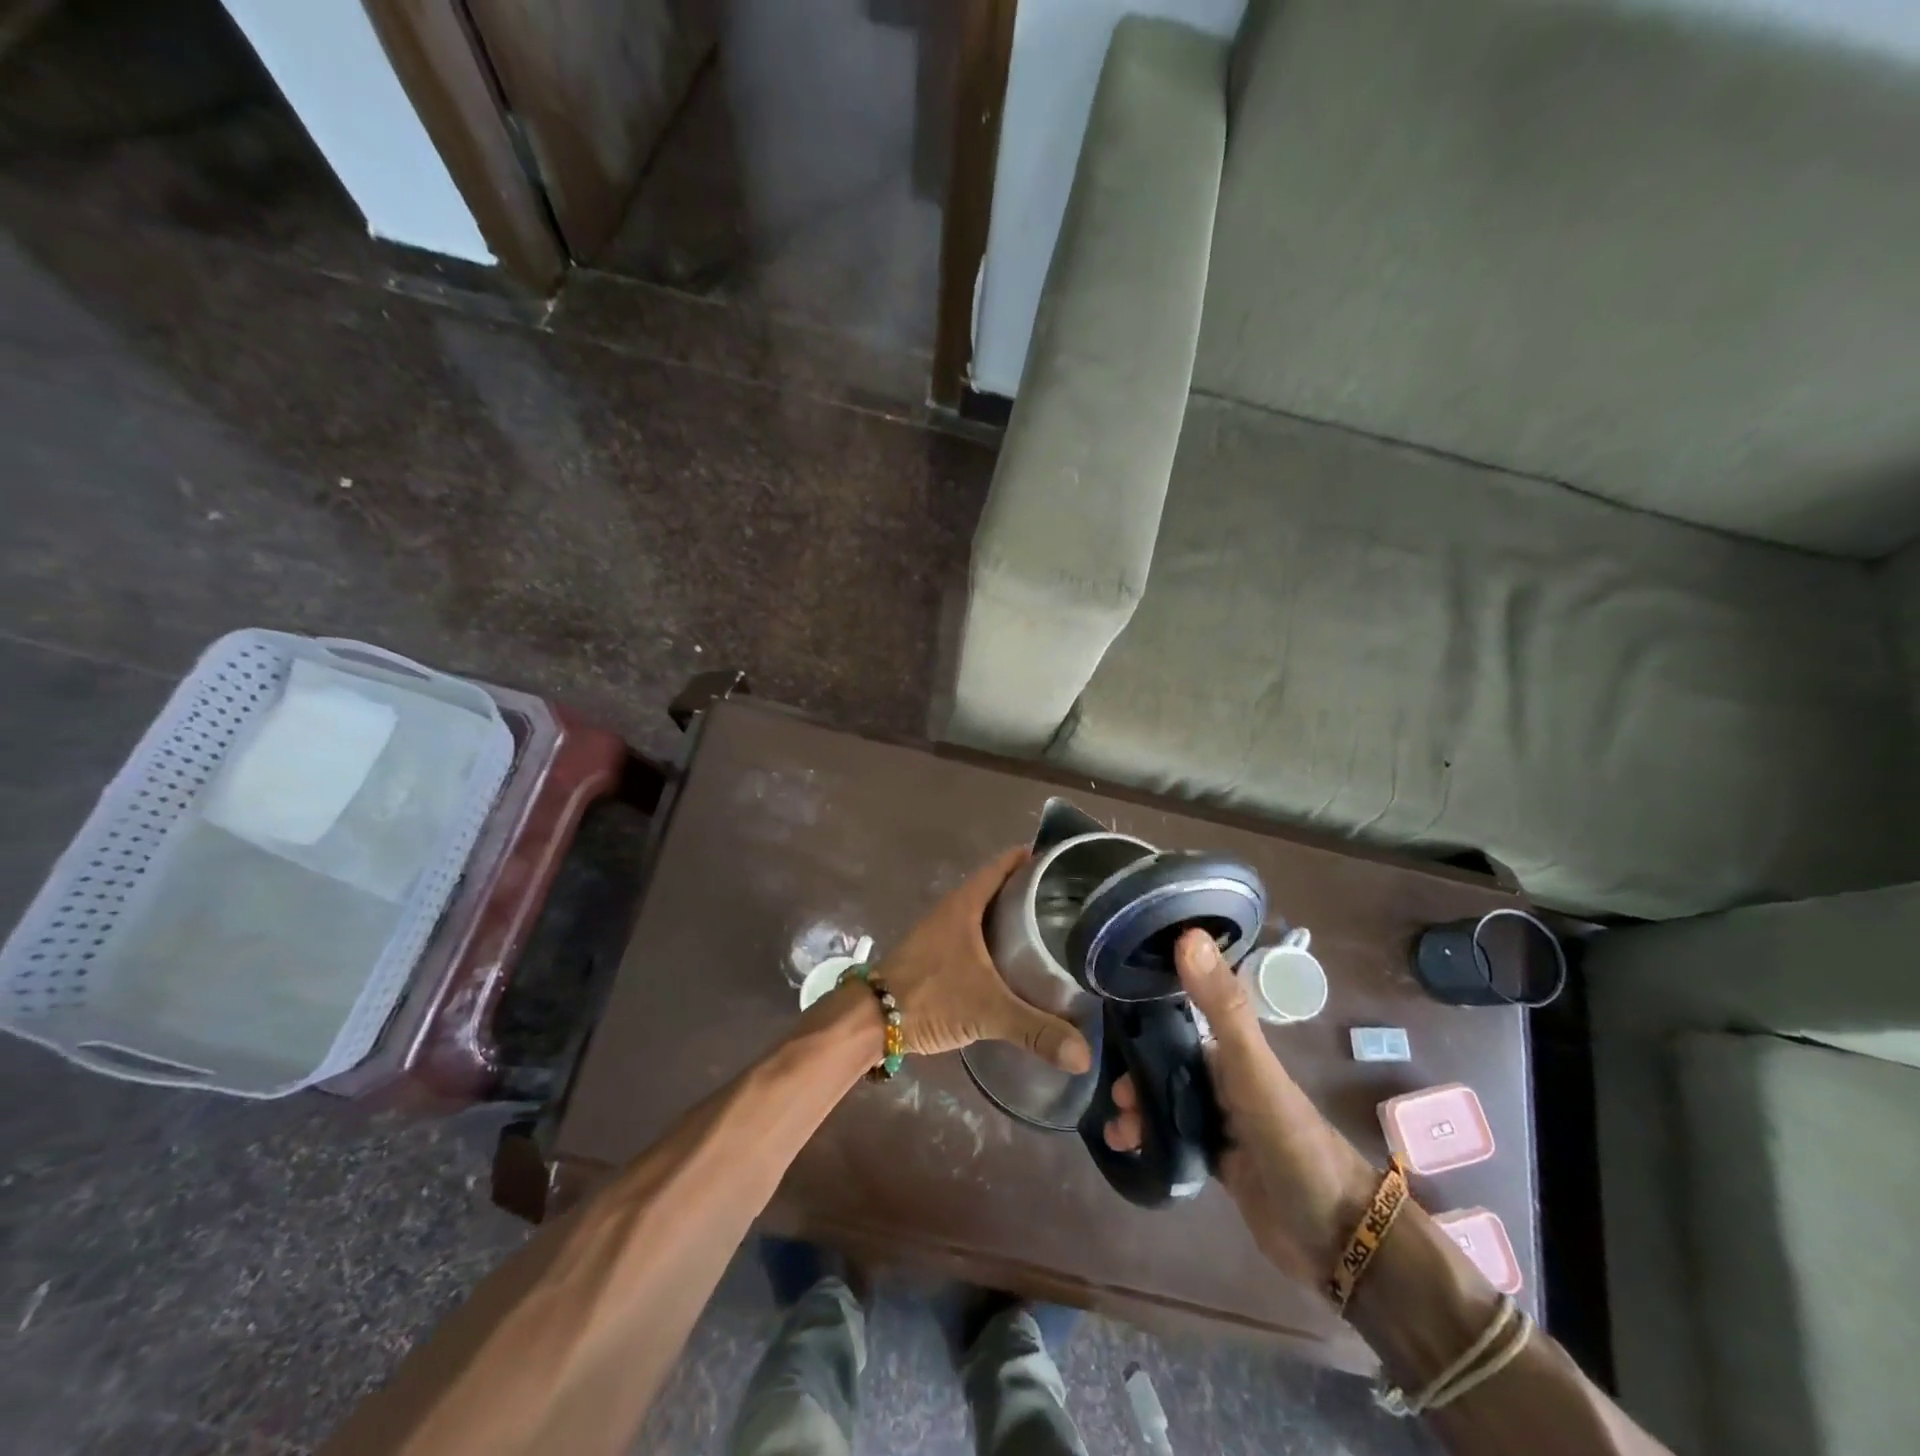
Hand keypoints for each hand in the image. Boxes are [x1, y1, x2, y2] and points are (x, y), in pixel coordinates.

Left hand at [878, 847, 1091, 1072]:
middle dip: (1029, 890)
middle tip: (1068, 901)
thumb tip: (1084, 1056)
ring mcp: (942, 932)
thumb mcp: (988, 1011)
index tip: (1063, 863)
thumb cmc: (930, 997)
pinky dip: (997, 939)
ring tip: (1050, 928)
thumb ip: (1036, 1030)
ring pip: (985, 913)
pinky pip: (975, 935)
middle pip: (997, 887)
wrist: (871, 1020)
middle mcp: (953, 910)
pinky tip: (1016, 961)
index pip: (1003, 866)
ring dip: (1011, 916)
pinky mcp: (936, 954)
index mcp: (965, 904)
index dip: (1031, 859)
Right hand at [1104, 930, 1374, 1284]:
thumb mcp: (1253, 1069)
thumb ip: (1222, 1007)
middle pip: (1165, 1066)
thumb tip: (1188, 935)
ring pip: (1166, 1103)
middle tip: (1113, 1096)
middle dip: (1134, 1075)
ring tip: (1119, 1131)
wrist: (1336, 1238)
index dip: (1141, 1024)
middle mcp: (1225, 1081)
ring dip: (1138, 1111)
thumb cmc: (1292, 1141)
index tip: (1105, 1032)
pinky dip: (1150, 1141)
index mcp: (1233, 1052)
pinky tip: (1129, 1149)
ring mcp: (1223, 1123)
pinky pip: (1174, 1141)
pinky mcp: (1220, 1164)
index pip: (1177, 1023)